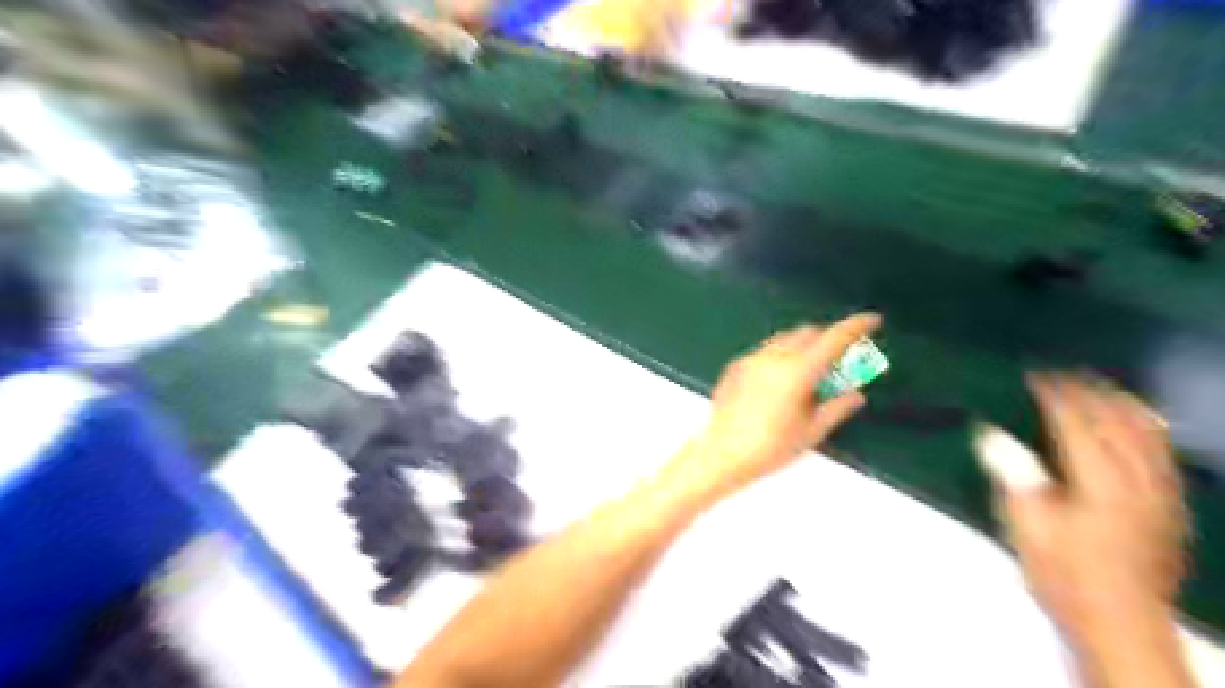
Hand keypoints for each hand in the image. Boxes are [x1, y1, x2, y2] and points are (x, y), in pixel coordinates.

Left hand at [670, 313, 881, 498]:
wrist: (721, 454)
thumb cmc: (771, 448)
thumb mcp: (811, 432)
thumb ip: (837, 408)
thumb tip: (856, 395)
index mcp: (798, 370)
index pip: (834, 338)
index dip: (856, 325)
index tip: (872, 320)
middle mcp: (775, 356)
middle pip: (808, 333)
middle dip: (827, 337)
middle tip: (839, 357)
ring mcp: (752, 359)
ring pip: (784, 339)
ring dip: (803, 344)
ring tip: (810, 370)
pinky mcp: (736, 366)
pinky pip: (765, 351)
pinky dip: (781, 355)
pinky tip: (780, 380)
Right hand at [979, 377, 1186, 654]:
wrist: (1121, 623)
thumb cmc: (1063, 574)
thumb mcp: (1026, 528)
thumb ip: (1013, 477)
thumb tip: (989, 434)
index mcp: (1098, 483)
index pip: (1077, 425)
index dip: (1055, 397)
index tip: (1034, 378)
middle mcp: (1136, 481)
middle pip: (1119, 423)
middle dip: (1091, 393)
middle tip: (1063, 376)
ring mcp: (1161, 495)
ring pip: (1149, 435)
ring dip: (1123, 406)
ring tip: (1100, 389)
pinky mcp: (1171, 509)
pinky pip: (1164, 455)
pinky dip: (1147, 430)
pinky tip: (1136, 426)